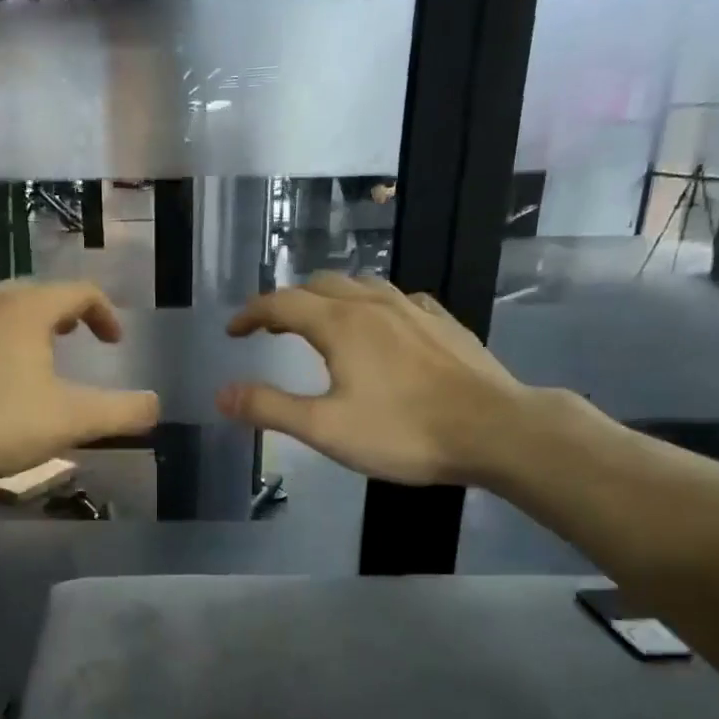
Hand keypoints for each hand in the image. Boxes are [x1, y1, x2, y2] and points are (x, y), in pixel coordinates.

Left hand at [0, 281, 160, 493]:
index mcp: (26, 309)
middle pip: (33, 295)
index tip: (113, 341)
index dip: (104, 313)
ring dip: (16, 329)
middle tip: (71, 342)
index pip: (79, 292)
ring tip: (23, 361)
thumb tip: (156, 405)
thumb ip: (121, 412)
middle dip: (60, 316)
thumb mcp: (68, 422)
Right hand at [217, 273, 533, 485]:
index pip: (281, 303)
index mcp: (340, 324)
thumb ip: (270, 408)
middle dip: (288, 302)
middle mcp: (374, 304)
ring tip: (319, 320)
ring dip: (329, 298)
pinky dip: (371, 305)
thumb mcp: (325, 428)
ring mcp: (414, 309)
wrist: (496, 430)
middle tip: (270, 328)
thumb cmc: (403, 432)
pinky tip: (381, 325)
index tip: (233, 331)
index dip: (251, 314)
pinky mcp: (444, 323)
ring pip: (360, 285)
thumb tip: (222, 393)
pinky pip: (396, 299)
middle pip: (319, 286)